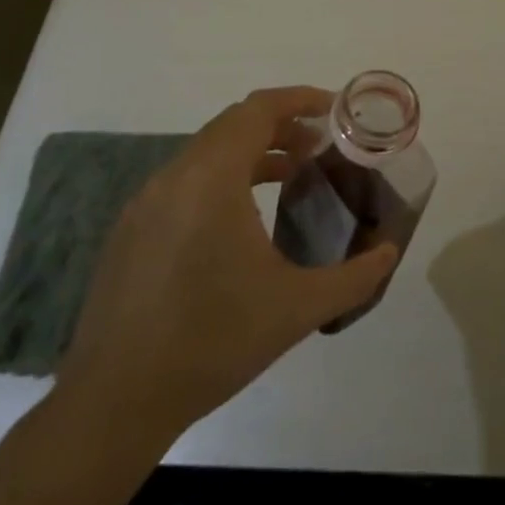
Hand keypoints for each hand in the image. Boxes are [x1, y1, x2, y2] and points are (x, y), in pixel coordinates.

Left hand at [56, 86, 397, 445]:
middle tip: (320, 146)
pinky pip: (185, 180)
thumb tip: (390, 251)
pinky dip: (222, 177)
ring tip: (291, 175)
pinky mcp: (131, 230)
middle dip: (282, 125)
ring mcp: (146, 203)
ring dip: (251, 151)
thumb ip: (354, 276)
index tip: (335, 110)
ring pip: (207, 152)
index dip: (300, 100)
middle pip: (234, 124)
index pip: (259, 109)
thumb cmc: (212, 342)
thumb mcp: (297, 309)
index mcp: (211, 178)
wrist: (114, 404)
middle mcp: (174, 176)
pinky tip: (243, 219)